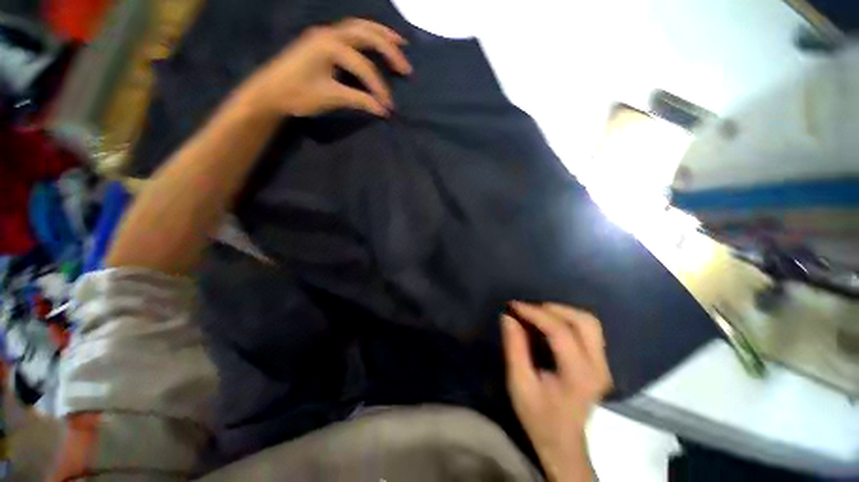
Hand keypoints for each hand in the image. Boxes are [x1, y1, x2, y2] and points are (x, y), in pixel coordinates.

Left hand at [240, 18, 411, 117]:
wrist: (270, 91)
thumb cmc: (298, 95)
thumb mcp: (330, 98)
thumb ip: (359, 101)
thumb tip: (383, 110)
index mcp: (329, 46)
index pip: (363, 66)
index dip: (379, 88)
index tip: (388, 107)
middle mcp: (330, 33)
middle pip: (367, 35)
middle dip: (389, 51)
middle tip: (407, 68)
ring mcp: (326, 34)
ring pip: (360, 27)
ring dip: (382, 35)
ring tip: (400, 44)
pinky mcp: (323, 40)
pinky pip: (352, 31)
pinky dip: (368, 35)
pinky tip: (377, 42)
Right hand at [502, 302, 611, 479]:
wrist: (562, 443)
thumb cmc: (538, 417)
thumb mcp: (519, 384)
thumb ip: (514, 348)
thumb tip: (508, 317)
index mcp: (579, 375)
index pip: (560, 331)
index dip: (535, 313)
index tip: (513, 305)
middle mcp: (598, 367)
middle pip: (584, 321)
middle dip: (552, 309)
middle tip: (527, 309)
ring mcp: (604, 364)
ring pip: (590, 322)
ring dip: (562, 312)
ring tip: (537, 313)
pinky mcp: (601, 363)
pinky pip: (588, 329)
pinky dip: (568, 319)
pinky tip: (549, 322)